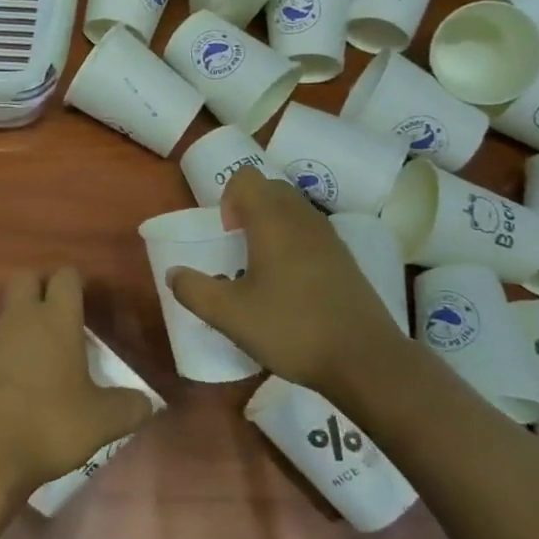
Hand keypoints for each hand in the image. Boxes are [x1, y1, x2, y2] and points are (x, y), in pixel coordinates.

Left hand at [0, 268, 155, 501]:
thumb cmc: (47, 424)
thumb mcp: (101, 422)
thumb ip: (129, 408)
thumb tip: (148, 402)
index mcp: (56, 319)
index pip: (66, 276)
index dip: (77, 284)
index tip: (87, 303)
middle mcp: (20, 318)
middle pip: (27, 278)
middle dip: (42, 288)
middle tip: (61, 318)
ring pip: (8, 314)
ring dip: (23, 327)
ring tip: (44, 363)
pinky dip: (4, 359)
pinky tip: (17, 391)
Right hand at [169, 168, 409, 396]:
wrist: (365, 360)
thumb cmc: (292, 329)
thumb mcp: (230, 316)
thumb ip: (194, 290)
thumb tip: (173, 273)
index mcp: (272, 220)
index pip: (245, 178)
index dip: (227, 199)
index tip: (227, 236)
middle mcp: (302, 217)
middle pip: (270, 188)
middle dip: (248, 208)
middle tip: (239, 249)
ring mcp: (329, 236)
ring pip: (293, 209)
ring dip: (272, 225)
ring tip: (262, 268)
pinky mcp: (346, 258)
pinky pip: (311, 232)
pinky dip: (295, 243)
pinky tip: (292, 286)